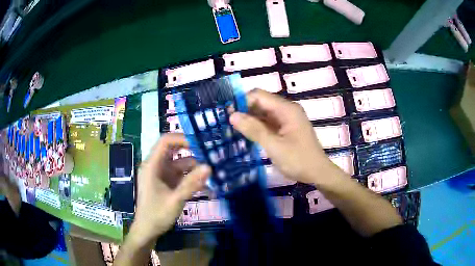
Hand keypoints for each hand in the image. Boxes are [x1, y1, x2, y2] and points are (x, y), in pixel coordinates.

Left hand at [132, 134, 210, 241]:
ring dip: (194, 167)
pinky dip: (191, 177)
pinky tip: (205, 184)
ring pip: (179, 163)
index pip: (165, 141)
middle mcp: (156, 166)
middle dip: (191, 151)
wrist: (147, 230)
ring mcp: (161, 174)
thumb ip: (191, 184)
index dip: (182, 138)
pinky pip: (180, 175)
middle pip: (174, 150)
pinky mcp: (166, 183)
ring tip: (212, 170)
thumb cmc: (157, 215)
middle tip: (210, 154)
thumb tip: (209, 167)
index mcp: (152, 165)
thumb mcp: (175, 200)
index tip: (200, 143)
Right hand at [230, 89, 339, 185]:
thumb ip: (254, 130)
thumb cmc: (299, 160)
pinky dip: (256, 126)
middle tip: (226, 122)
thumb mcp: (274, 146)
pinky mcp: (285, 128)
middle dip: (244, 110)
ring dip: (249, 119)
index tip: (227, 114)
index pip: (259, 95)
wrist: (317, 173)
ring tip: (231, 128)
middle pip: (261, 102)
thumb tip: (232, 115)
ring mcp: (286, 119)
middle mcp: (286, 110)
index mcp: (286, 109)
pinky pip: (267, 122)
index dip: (242, 101)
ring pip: (262, 113)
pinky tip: (245, 134)